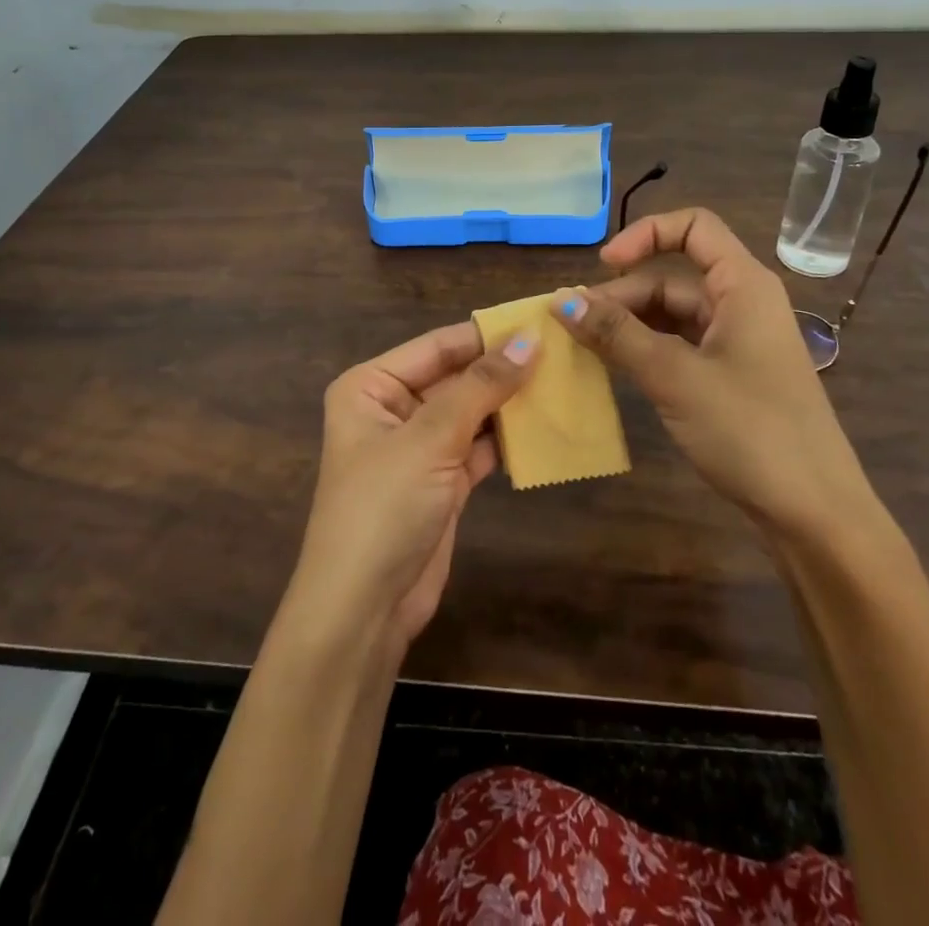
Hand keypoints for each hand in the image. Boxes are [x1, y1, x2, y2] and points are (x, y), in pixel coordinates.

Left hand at [285, 322, 537, 653]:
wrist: (364, 609)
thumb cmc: (384, 507)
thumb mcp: (430, 439)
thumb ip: (481, 387)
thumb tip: (529, 340)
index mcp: (371, 386)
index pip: (437, 346)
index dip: (487, 334)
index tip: (540, 320)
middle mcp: (392, 408)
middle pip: (456, 377)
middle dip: (503, 368)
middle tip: (562, 351)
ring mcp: (419, 447)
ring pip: (472, 412)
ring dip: (511, 403)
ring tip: (564, 382)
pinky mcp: (442, 480)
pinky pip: (480, 446)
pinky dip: (508, 439)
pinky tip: (546, 427)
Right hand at [554, 208, 879, 545]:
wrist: (815, 513)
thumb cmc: (751, 430)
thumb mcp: (674, 377)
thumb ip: (616, 334)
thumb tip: (562, 300)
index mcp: (743, 285)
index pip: (693, 227)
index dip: (645, 234)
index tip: (603, 265)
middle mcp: (742, 304)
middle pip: (673, 277)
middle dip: (622, 294)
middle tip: (573, 326)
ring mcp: (738, 342)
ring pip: (673, 314)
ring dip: (629, 324)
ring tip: (584, 346)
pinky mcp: (732, 376)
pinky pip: (680, 346)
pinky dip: (646, 350)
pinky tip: (616, 368)